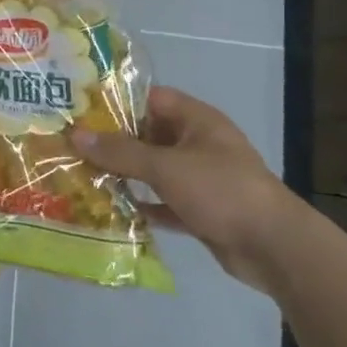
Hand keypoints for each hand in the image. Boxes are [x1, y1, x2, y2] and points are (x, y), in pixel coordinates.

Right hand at [71, 86, 311, 292]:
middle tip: (72, 144)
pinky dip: (141, 204)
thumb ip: (120, 152)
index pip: (151, 99)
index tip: (81, 110)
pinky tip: (111, 209)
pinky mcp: (201, 210)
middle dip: (113, 141)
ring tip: (82, 174)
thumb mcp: (165, 166)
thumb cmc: (221, 191)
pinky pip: (162, 201)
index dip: (118, 101)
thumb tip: (75, 135)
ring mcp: (201, 178)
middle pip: (149, 135)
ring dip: (124, 174)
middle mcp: (199, 144)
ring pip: (154, 170)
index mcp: (198, 121)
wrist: (275, 248)